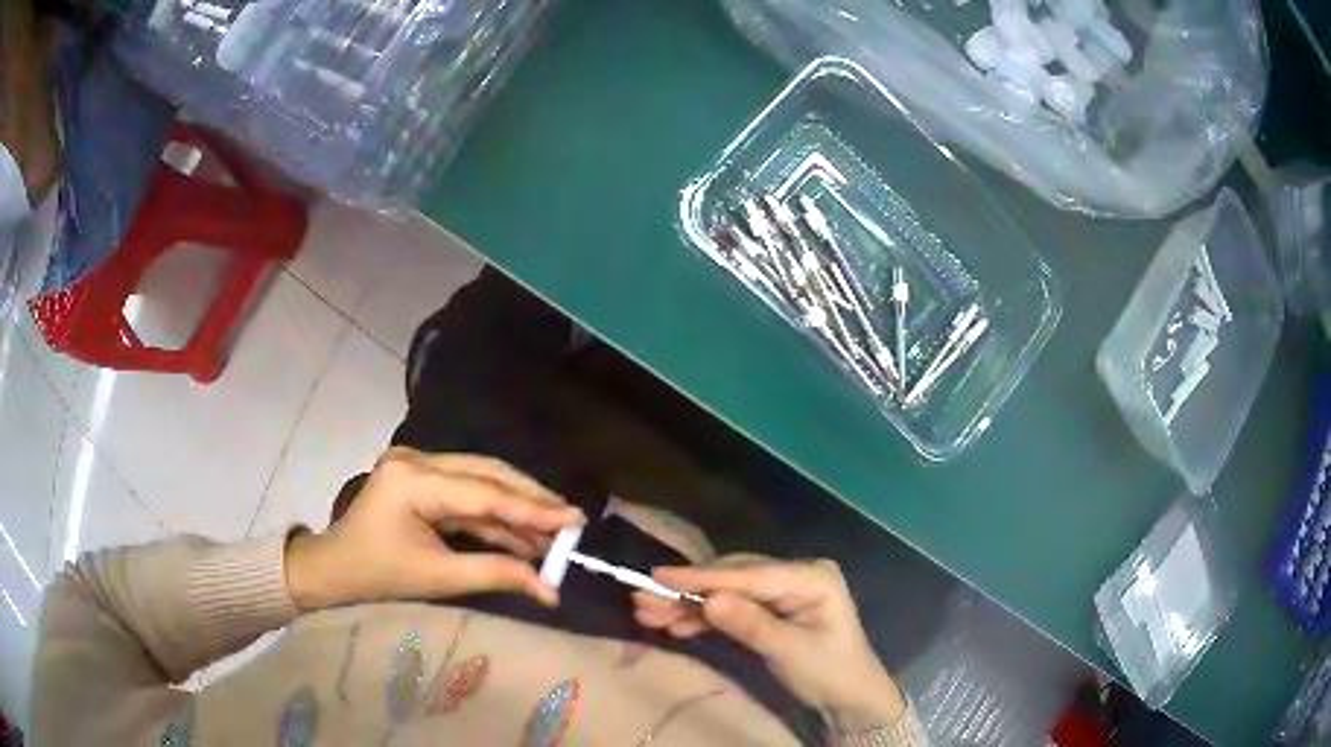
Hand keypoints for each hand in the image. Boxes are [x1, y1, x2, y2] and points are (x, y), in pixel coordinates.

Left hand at [285, 448, 582, 610]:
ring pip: (482, 479)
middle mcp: (417, 459)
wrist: (333, 569)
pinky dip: (496, 515)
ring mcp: (418, 464)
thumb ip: (496, 574)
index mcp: (412, 479)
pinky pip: (468, 492)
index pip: (483, 492)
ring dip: (517, 507)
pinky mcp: (422, 477)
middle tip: (571, 522)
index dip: (532, 508)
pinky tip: (523, 533)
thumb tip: (550, 590)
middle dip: (531, 499)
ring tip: (555, 532)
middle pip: (488, 473)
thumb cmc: (376, 575)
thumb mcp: (437, 578)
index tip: (574, 520)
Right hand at [635, 556, 905, 734]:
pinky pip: (732, 608)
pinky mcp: (771, 608)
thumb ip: (751, 625)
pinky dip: (704, 618)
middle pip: (733, 579)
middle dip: (688, 592)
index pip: (749, 574)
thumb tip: (709, 600)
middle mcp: (795, 575)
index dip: (702, 577)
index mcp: (811, 576)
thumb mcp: (791, 651)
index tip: (659, 576)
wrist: (850, 697)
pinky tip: (676, 626)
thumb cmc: (830, 672)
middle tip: (643, 600)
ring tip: (648, 614)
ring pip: (726, 593)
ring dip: (689, 605)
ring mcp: (782, 591)